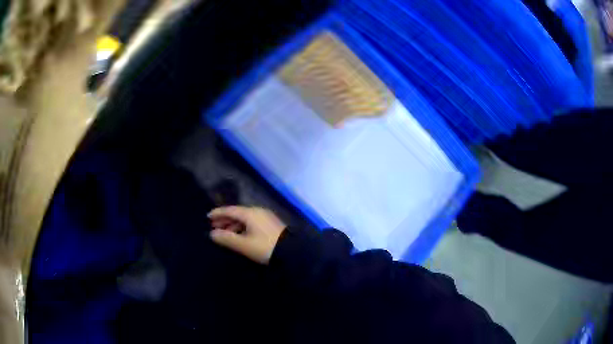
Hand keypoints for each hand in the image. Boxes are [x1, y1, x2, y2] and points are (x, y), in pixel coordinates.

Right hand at [208, 206, 285, 263]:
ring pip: (245, 218)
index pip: (230, 210)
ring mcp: (265, 217)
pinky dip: (242, 227)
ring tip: (225, 233)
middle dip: (225, 219)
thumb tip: (212, 234)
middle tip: (214, 226)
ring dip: (233, 225)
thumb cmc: (265, 247)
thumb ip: (227, 238)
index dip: (218, 213)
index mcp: (250, 213)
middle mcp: (258, 211)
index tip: (208, 217)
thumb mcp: (244, 245)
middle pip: (237, 213)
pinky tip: (239, 236)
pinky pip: (251, 222)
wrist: (292, 252)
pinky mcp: (271, 225)